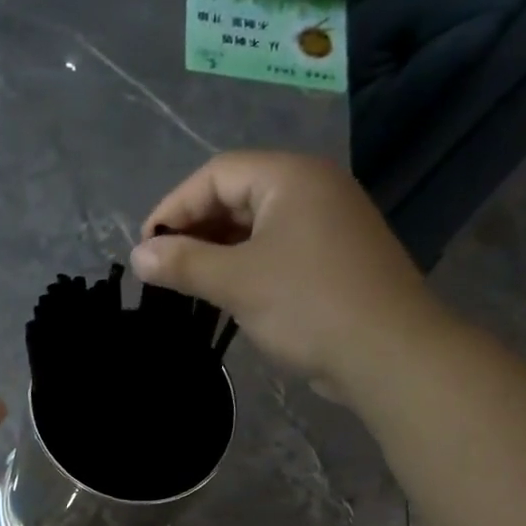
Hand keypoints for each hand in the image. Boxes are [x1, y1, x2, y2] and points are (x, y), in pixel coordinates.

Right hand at [129, 151, 465, 401]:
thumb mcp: (237, 282)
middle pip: (237, 195)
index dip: (174, 207)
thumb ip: (184, 264)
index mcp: (290, 177)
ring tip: (186, 285)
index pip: (216, 173)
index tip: (145, 248)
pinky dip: (244, 267)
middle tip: (162, 270)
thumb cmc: (308, 306)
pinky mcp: (333, 260)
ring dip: (217, 252)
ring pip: (256, 227)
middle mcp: (311, 189)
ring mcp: (327, 225)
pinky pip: (276, 251)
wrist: (387, 352)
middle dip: (195, 230)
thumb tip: (138, 255)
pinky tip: (225, 296)